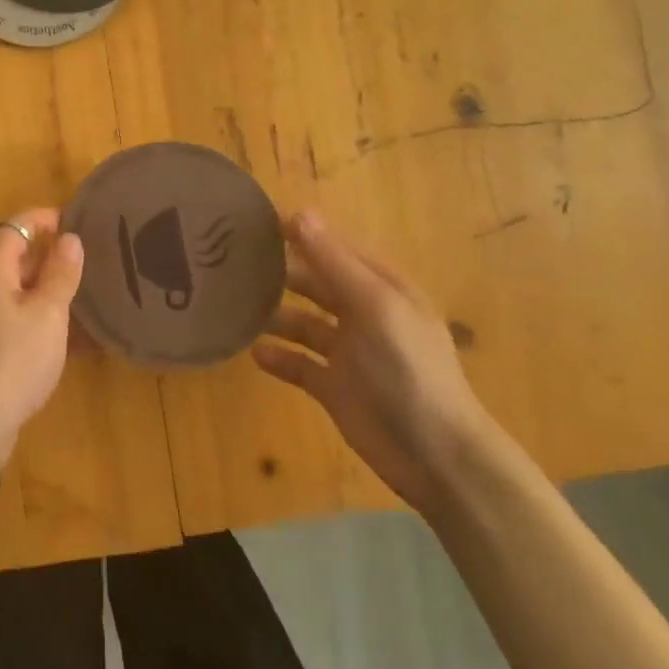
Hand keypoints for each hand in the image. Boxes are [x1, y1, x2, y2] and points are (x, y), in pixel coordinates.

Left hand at [0, 209, 83, 463]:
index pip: (17, 226)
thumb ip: (60, 273)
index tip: (80, 220)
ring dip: (51, 288)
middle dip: (53, 254)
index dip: (46, 218)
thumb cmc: (14, 359)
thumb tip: (69, 238)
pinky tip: (76, 334)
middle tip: (94, 257)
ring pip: (21, 289)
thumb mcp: (47, 313)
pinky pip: (19, 317)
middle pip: (18, 256)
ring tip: (91, 292)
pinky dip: (44, 317)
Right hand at [253, 211, 499, 511]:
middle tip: (234, 262)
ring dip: (275, 314)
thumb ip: (334, 262)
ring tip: (236, 306)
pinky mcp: (334, 387)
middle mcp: (364, 314)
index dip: (301, 233)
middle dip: (282, 272)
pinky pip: (299, 364)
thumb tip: (298, 213)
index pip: (336, 248)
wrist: (434, 454)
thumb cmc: (408, 369)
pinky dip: (279, 357)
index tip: (255, 222)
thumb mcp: (374, 306)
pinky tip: (255, 353)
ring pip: (303, 322)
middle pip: (316, 283)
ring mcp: (348, 353)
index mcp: (382, 288)